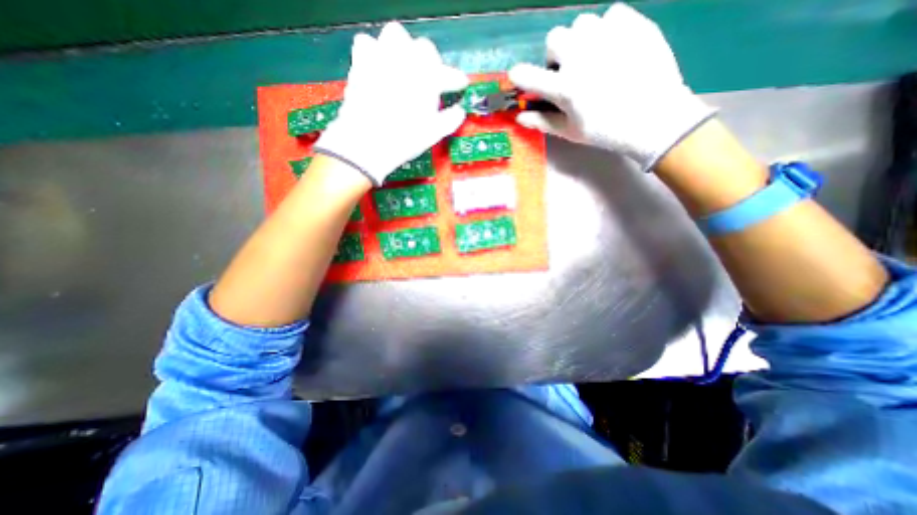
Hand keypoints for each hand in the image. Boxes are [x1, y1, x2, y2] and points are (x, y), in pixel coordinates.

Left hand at [317, 22, 472, 185]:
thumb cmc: (405, 139)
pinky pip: (367, 43)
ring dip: (403, 49)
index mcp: (427, 78)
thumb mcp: (433, 133)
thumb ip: (450, 119)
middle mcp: (406, 60)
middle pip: (423, 48)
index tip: (460, 85)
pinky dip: (375, 51)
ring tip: (404, 67)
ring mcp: (381, 57)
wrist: (367, 143)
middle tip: (429, 79)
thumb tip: (460, 111)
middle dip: (430, 62)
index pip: (448, 73)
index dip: (455, 79)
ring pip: (395, 35)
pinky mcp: (360, 63)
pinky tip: (379, 67)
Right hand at [509, 1, 714, 169]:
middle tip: (568, 70)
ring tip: (592, 57)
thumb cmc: (606, 131)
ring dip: (580, 40)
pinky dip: (607, 29)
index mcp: (564, 88)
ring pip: (581, 23)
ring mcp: (607, 37)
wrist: (654, 118)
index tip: (518, 76)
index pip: (529, 76)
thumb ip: (543, 121)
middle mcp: (580, 57)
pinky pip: (610, 15)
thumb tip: (520, 116)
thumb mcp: (571, 131)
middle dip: (556, 54)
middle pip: (554, 38)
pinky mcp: (633, 24)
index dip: (519, 76)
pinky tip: (614, 47)